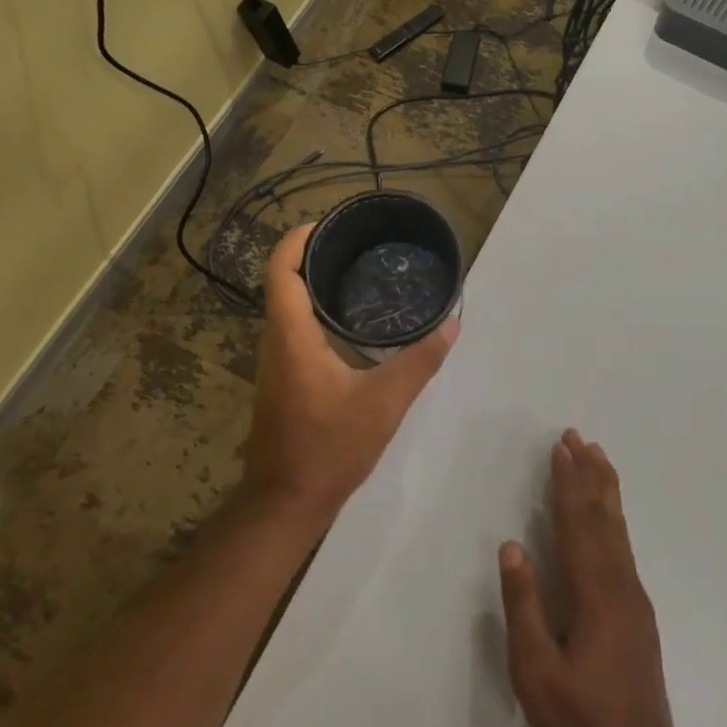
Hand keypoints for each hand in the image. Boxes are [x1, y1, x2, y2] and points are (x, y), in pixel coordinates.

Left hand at [242, 225, 458, 525]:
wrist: (287, 502)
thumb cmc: (330, 448)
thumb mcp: (385, 403)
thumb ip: (420, 361)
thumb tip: (451, 323)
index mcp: (292, 336)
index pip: (282, 270)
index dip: (298, 239)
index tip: (329, 224)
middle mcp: (275, 342)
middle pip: (283, 282)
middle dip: (313, 255)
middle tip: (357, 243)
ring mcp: (274, 363)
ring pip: (288, 307)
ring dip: (314, 284)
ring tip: (358, 273)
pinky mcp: (281, 381)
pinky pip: (293, 329)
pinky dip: (315, 311)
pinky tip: (349, 322)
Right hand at [499, 430, 683, 726]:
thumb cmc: (580, 721)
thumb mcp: (535, 671)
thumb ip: (524, 606)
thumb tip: (512, 546)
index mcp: (594, 592)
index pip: (576, 522)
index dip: (567, 482)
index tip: (561, 447)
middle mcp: (620, 583)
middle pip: (603, 515)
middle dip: (589, 473)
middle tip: (580, 437)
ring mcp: (634, 597)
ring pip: (618, 529)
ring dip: (605, 490)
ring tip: (598, 458)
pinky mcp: (638, 612)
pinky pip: (624, 546)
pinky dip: (613, 517)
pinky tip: (608, 518)